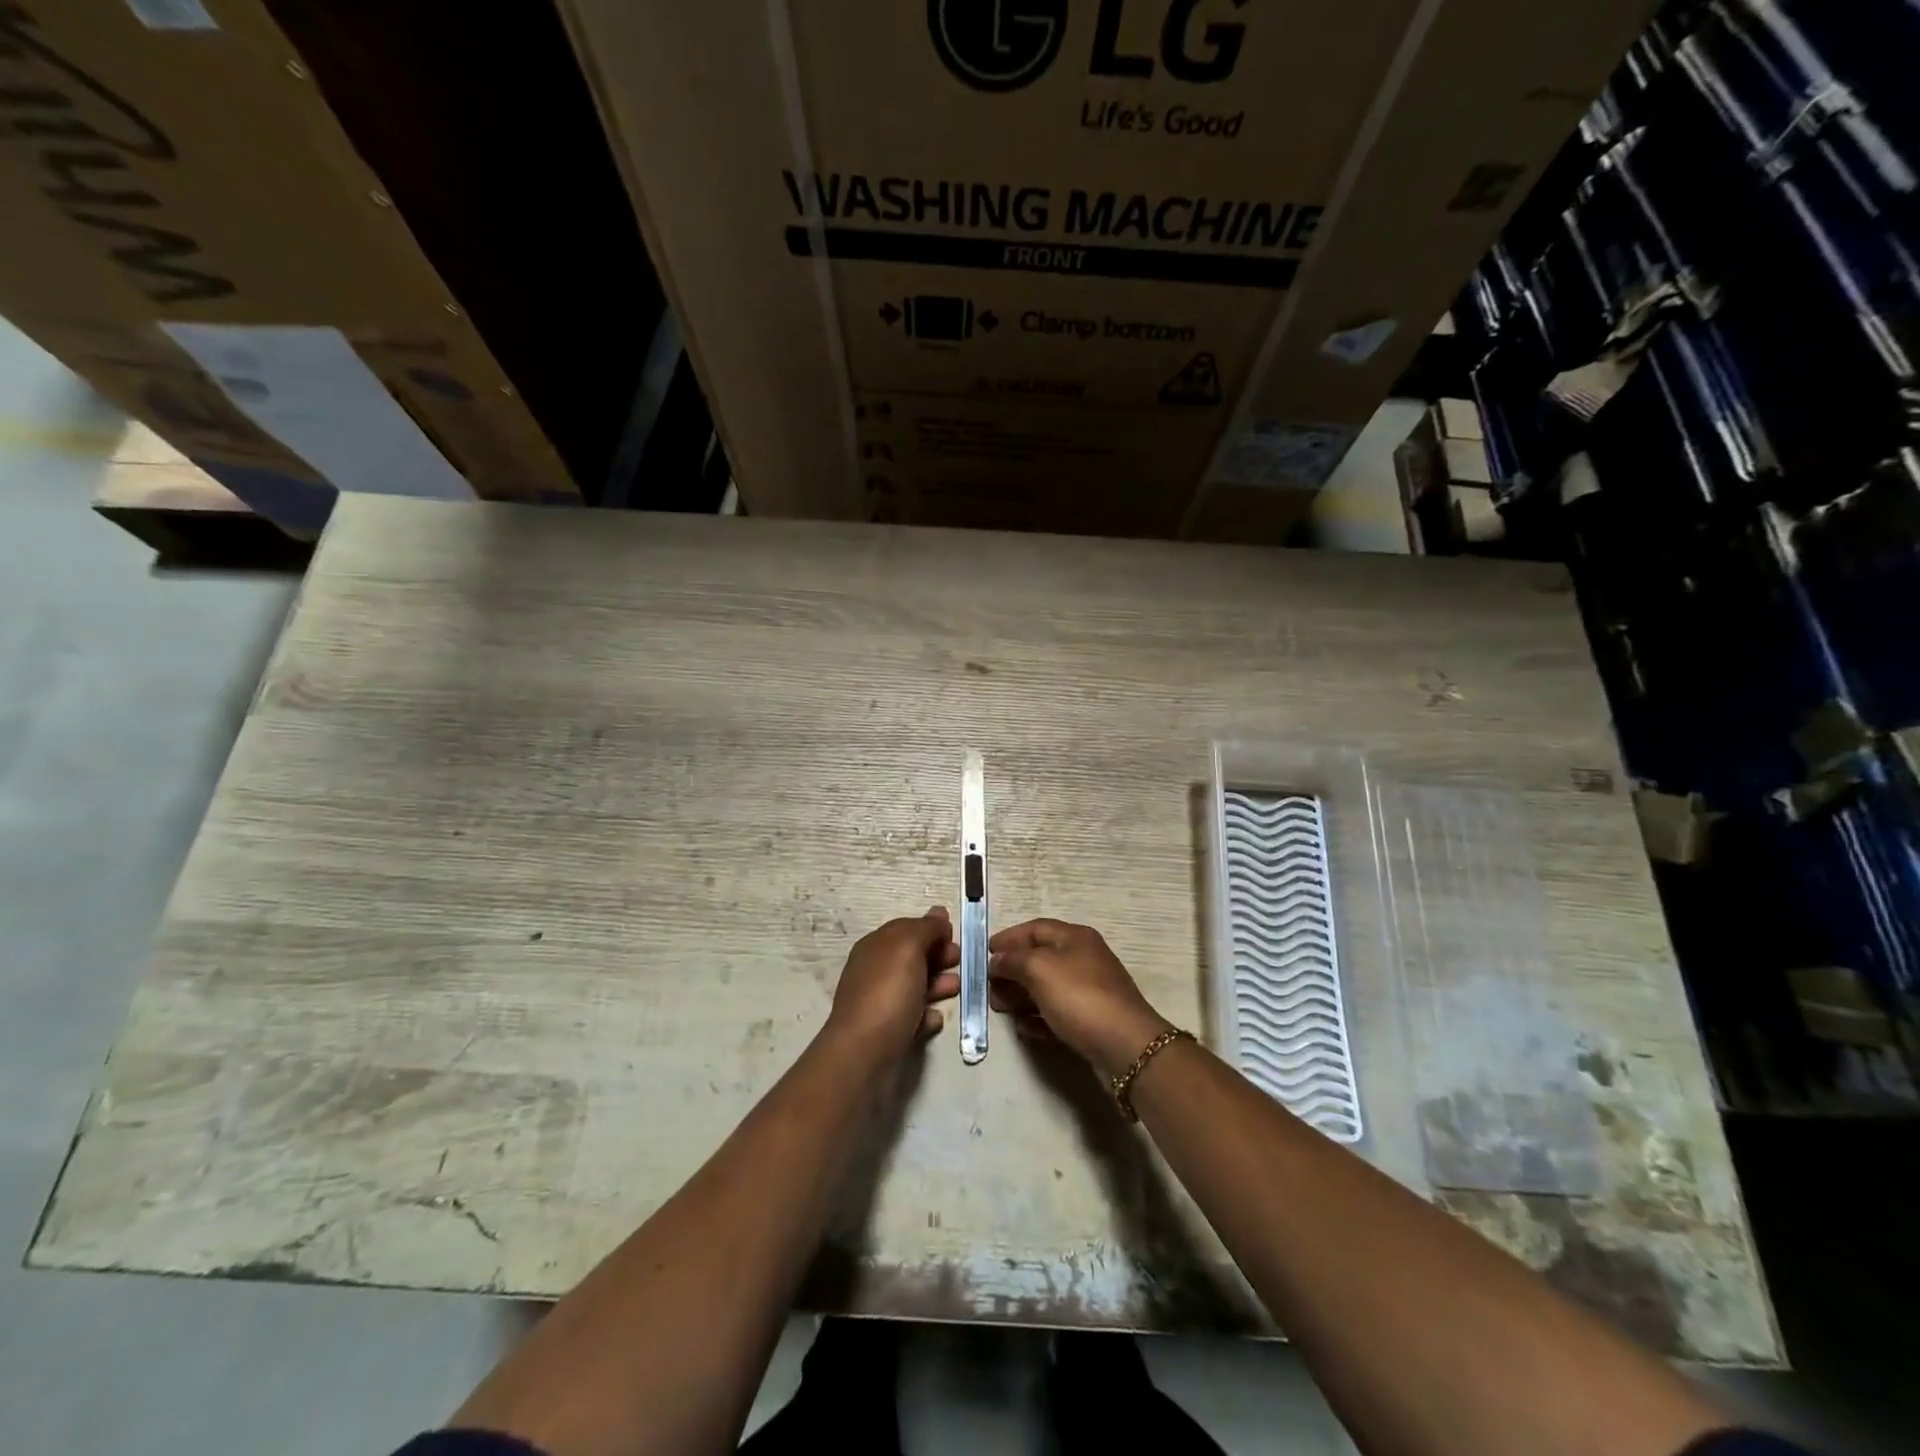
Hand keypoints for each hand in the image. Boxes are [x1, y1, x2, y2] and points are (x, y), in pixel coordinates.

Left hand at [826, 907, 960, 1060]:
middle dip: (938, 956)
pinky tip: (937, 1018)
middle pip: (911, 957)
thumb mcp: (907, 948)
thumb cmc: (887, 993)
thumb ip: (925, 928)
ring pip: (914, 986)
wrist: (864, 1055)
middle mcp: (874, 971)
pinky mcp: (888, 1033)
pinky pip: (912, 1017)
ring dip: (938, 984)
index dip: (931, 929)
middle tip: (961, 962)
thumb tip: (938, 913)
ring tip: (958, 989)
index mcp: (875, 947)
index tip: (955, 936)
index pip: (906, 929)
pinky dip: (927, 1015)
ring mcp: (880, 1003)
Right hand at [989, 919, 1173, 1079]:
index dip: (1009, 937)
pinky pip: (1057, 1012)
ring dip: (1020, 995)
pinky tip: (1023, 1028)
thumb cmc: (1080, 996)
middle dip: (1011, 970)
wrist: (1125, 1044)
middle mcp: (1083, 958)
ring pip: (1046, 987)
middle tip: (988, 986)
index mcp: (1075, 937)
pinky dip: (1037, 1017)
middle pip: (1040, 958)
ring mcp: (1089, 990)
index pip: (1035, 928)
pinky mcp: (1091, 1019)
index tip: (985, 952)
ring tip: (1000, 1007)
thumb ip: (1013, 961)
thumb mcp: (1039, 969)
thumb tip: (998, 961)